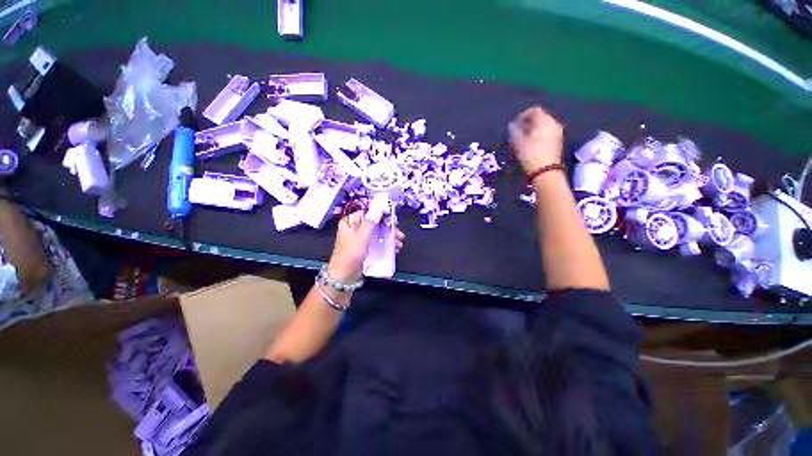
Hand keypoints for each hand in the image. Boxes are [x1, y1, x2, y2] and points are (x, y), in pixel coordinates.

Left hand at [327, 209, 405, 282]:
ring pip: (377, 232)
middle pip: (374, 223)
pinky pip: (376, 241)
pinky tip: (393, 247)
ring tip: (398, 242)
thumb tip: (377, 208)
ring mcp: (360, 238)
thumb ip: (370, 223)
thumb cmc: (350, 256)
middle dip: (387, 227)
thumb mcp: (361, 237)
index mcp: (349, 223)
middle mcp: (354, 228)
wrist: (344, 277)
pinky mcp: (364, 247)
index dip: (379, 212)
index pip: (366, 212)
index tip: (391, 214)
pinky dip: (385, 243)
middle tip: (398, 232)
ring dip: (388, 236)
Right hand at [509, 106, 564, 173]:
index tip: (514, 124)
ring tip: (523, 139)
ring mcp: (558, 133)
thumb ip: (514, 131)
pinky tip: (531, 144)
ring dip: (533, 129)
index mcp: (545, 121)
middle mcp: (554, 124)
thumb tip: (512, 125)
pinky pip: (547, 132)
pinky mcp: (558, 142)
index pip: (534, 110)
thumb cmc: (530, 155)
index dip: (523, 115)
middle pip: (540, 117)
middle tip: (518, 131)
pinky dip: (539, 134)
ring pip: (544, 125)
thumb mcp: (518, 142)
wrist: (546, 172)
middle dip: (528, 122)